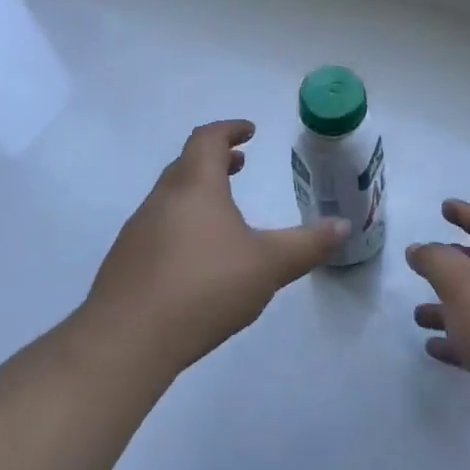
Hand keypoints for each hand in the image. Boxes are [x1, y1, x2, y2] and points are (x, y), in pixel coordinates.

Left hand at [82, 120, 347, 374]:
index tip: (249, 132)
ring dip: (198, 193)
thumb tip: (343, 226)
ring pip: (171, 197)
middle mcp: (162, 199)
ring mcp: (138, 231)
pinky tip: (197, 259)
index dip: (229, 129)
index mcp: (195, 186)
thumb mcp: (268, 265)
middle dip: (215, 160)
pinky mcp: (125, 262)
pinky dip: (182, 224)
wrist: (127, 340)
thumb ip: (307, 244)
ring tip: (224, 213)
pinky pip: (158, 228)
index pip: (207, 139)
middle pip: (186, 165)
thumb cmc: (204, 287)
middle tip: (239, 165)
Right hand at [407, 200, 469, 436]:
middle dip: (454, 264)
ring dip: (447, 307)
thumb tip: (418, 248)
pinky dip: (455, 341)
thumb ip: (436, 261)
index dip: (467, 213)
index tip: (445, 207)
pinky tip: (434, 348)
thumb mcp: (461, 283)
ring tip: (418, 314)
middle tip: (426, 264)